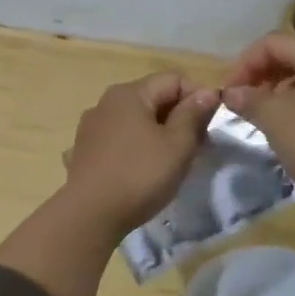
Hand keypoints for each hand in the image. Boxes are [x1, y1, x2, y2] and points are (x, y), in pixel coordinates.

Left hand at [62, 72, 219, 233]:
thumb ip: (193, 114)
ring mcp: (91, 127)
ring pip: (135, 120)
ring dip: (157, 132)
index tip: (210, 125)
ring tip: (170, 160)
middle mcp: (106, 102)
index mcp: (130, 93)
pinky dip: (135, 147)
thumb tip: (206, 92)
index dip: (198, 96)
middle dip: (178, 116)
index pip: (174, 79)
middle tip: (196, 146)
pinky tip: (140, 169)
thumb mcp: (177, 145)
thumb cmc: (140, 175)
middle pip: (153, 97)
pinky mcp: (84, 151)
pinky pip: (119, 139)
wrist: (90, 216)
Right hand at [223, 34, 294, 244]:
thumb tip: (231, 93)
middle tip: (244, 102)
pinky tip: (292, 125)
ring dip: (281, 89)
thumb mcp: (275, 118)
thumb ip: (249, 99)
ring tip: (265, 115)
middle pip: (293, 55)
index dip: (245, 63)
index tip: (230, 91)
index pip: (273, 43)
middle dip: (263, 75)